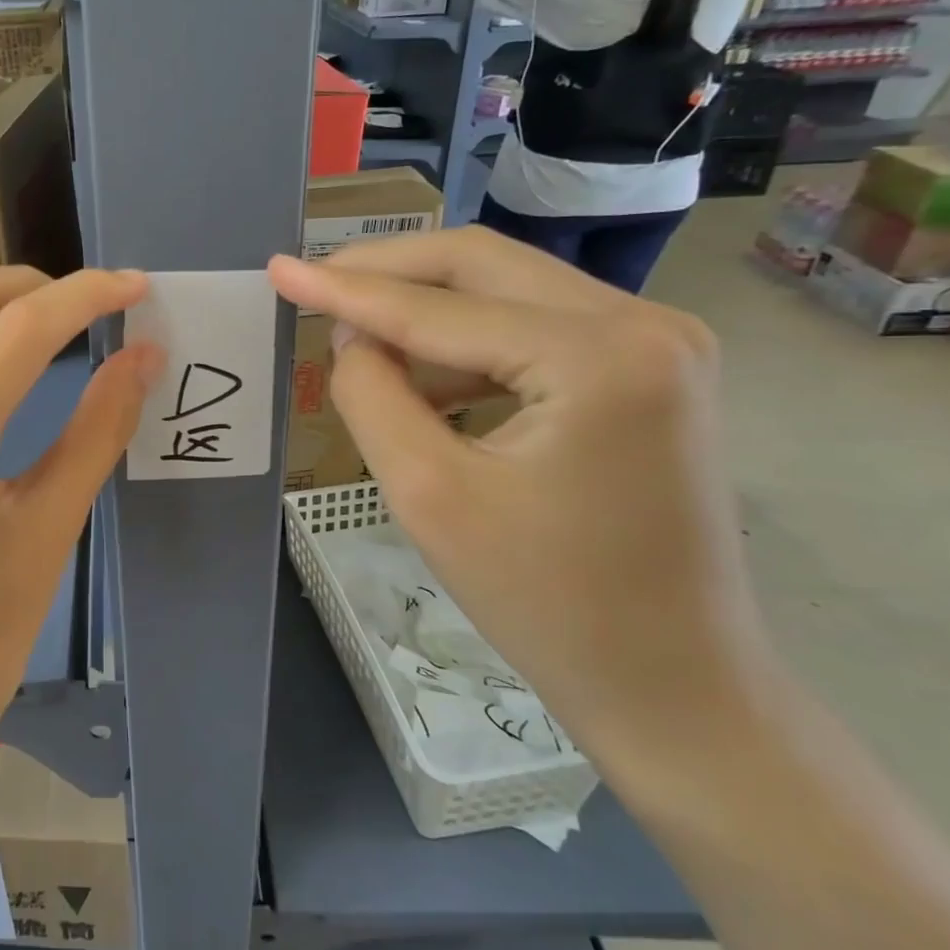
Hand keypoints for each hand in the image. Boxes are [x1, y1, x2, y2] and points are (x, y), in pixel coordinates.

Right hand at [267, 230, 770, 760]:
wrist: (671, 683)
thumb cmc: (545, 601)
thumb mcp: (427, 494)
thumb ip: (372, 395)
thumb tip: (352, 337)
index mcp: (600, 356)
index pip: (439, 307)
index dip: (346, 288)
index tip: (277, 270)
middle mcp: (645, 324)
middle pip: (483, 265)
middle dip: (387, 271)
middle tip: (313, 284)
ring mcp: (662, 342)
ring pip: (508, 289)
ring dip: (425, 305)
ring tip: (355, 335)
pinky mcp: (650, 370)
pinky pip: (536, 326)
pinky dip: (468, 340)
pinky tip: (422, 375)